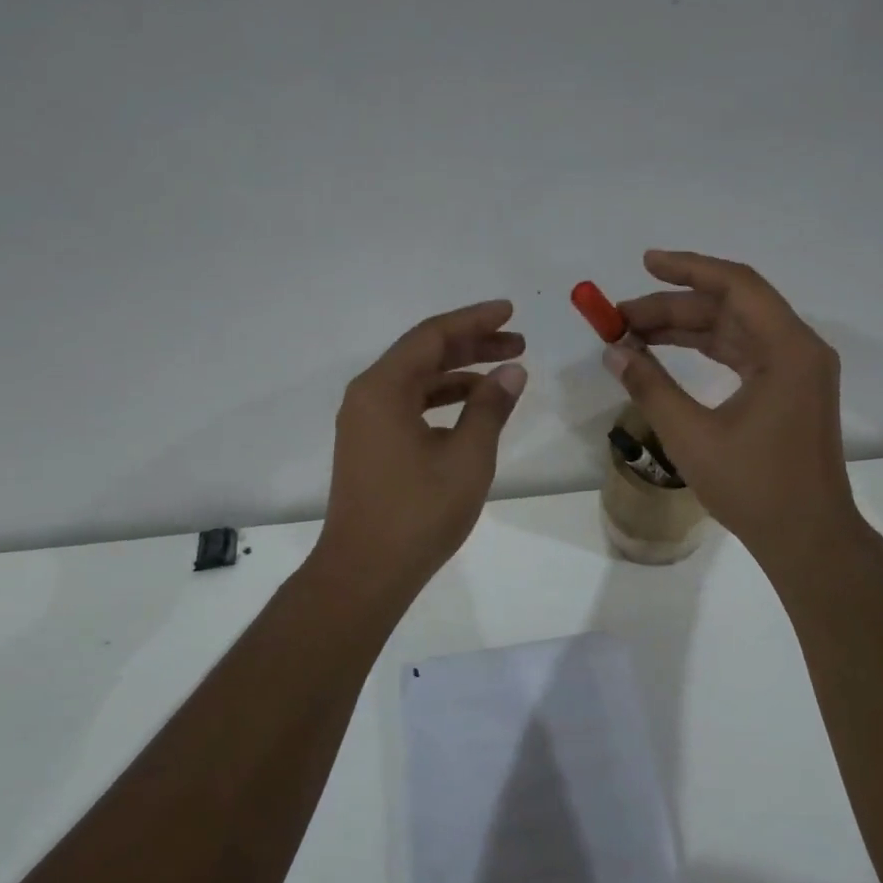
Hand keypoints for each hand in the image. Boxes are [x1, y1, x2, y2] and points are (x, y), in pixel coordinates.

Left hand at [313, 300, 527, 594]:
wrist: (366, 571)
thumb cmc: (419, 512)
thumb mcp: (467, 457)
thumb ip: (490, 408)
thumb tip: (512, 371)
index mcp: (384, 388)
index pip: (432, 336)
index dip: (474, 320)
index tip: (509, 311)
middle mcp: (367, 396)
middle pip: (423, 354)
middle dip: (472, 345)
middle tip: (517, 343)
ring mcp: (365, 423)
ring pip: (417, 382)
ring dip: (459, 374)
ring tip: (504, 375)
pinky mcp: (370, 447)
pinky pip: (409, 406)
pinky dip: (442, 400)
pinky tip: (472, 409)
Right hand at [607, 251, 862, 577]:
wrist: (808, 538)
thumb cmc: (754, 487)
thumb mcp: (691, 436)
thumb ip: (650, 386)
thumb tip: (614, 351)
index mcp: (788, 350)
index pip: (736, 286)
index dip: (687, 269)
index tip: (645, 263)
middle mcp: (799, 350)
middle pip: (731, 308)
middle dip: (674, 308)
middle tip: (620, 318)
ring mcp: (797, 372)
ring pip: (735, 331)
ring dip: (687, 329)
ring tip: (633, 334)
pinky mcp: (790, 392)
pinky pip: (743, 354)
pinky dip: (706, 351)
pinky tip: (669, 353)